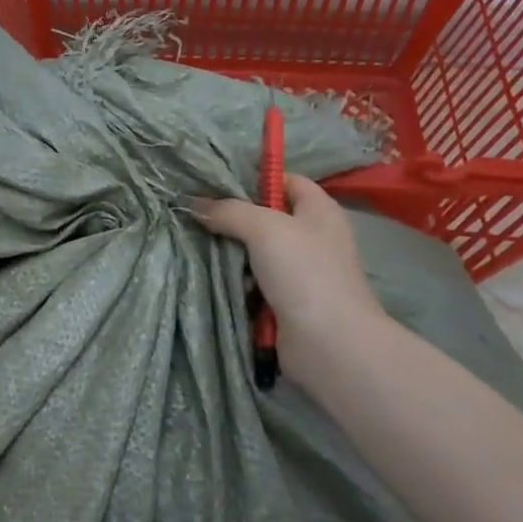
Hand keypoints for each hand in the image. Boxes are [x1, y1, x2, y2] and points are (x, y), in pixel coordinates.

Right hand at [191, 174, 392, 375]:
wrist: (329, 343)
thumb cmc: (304, 272)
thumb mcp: (263, 227)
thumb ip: (228, 211)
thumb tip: (193, 203)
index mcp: (319, 211)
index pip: (286, 180)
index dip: (255, 177)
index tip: (216, 182)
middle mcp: (313, 237)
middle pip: (266, 217)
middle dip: (232, 217)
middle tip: (196, 214)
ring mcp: (301, 272)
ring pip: (256, 252)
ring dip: (230, 252)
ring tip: (195, 244)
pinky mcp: (287, 301)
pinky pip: (254, 281)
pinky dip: (236, 280)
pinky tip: (209, 275)